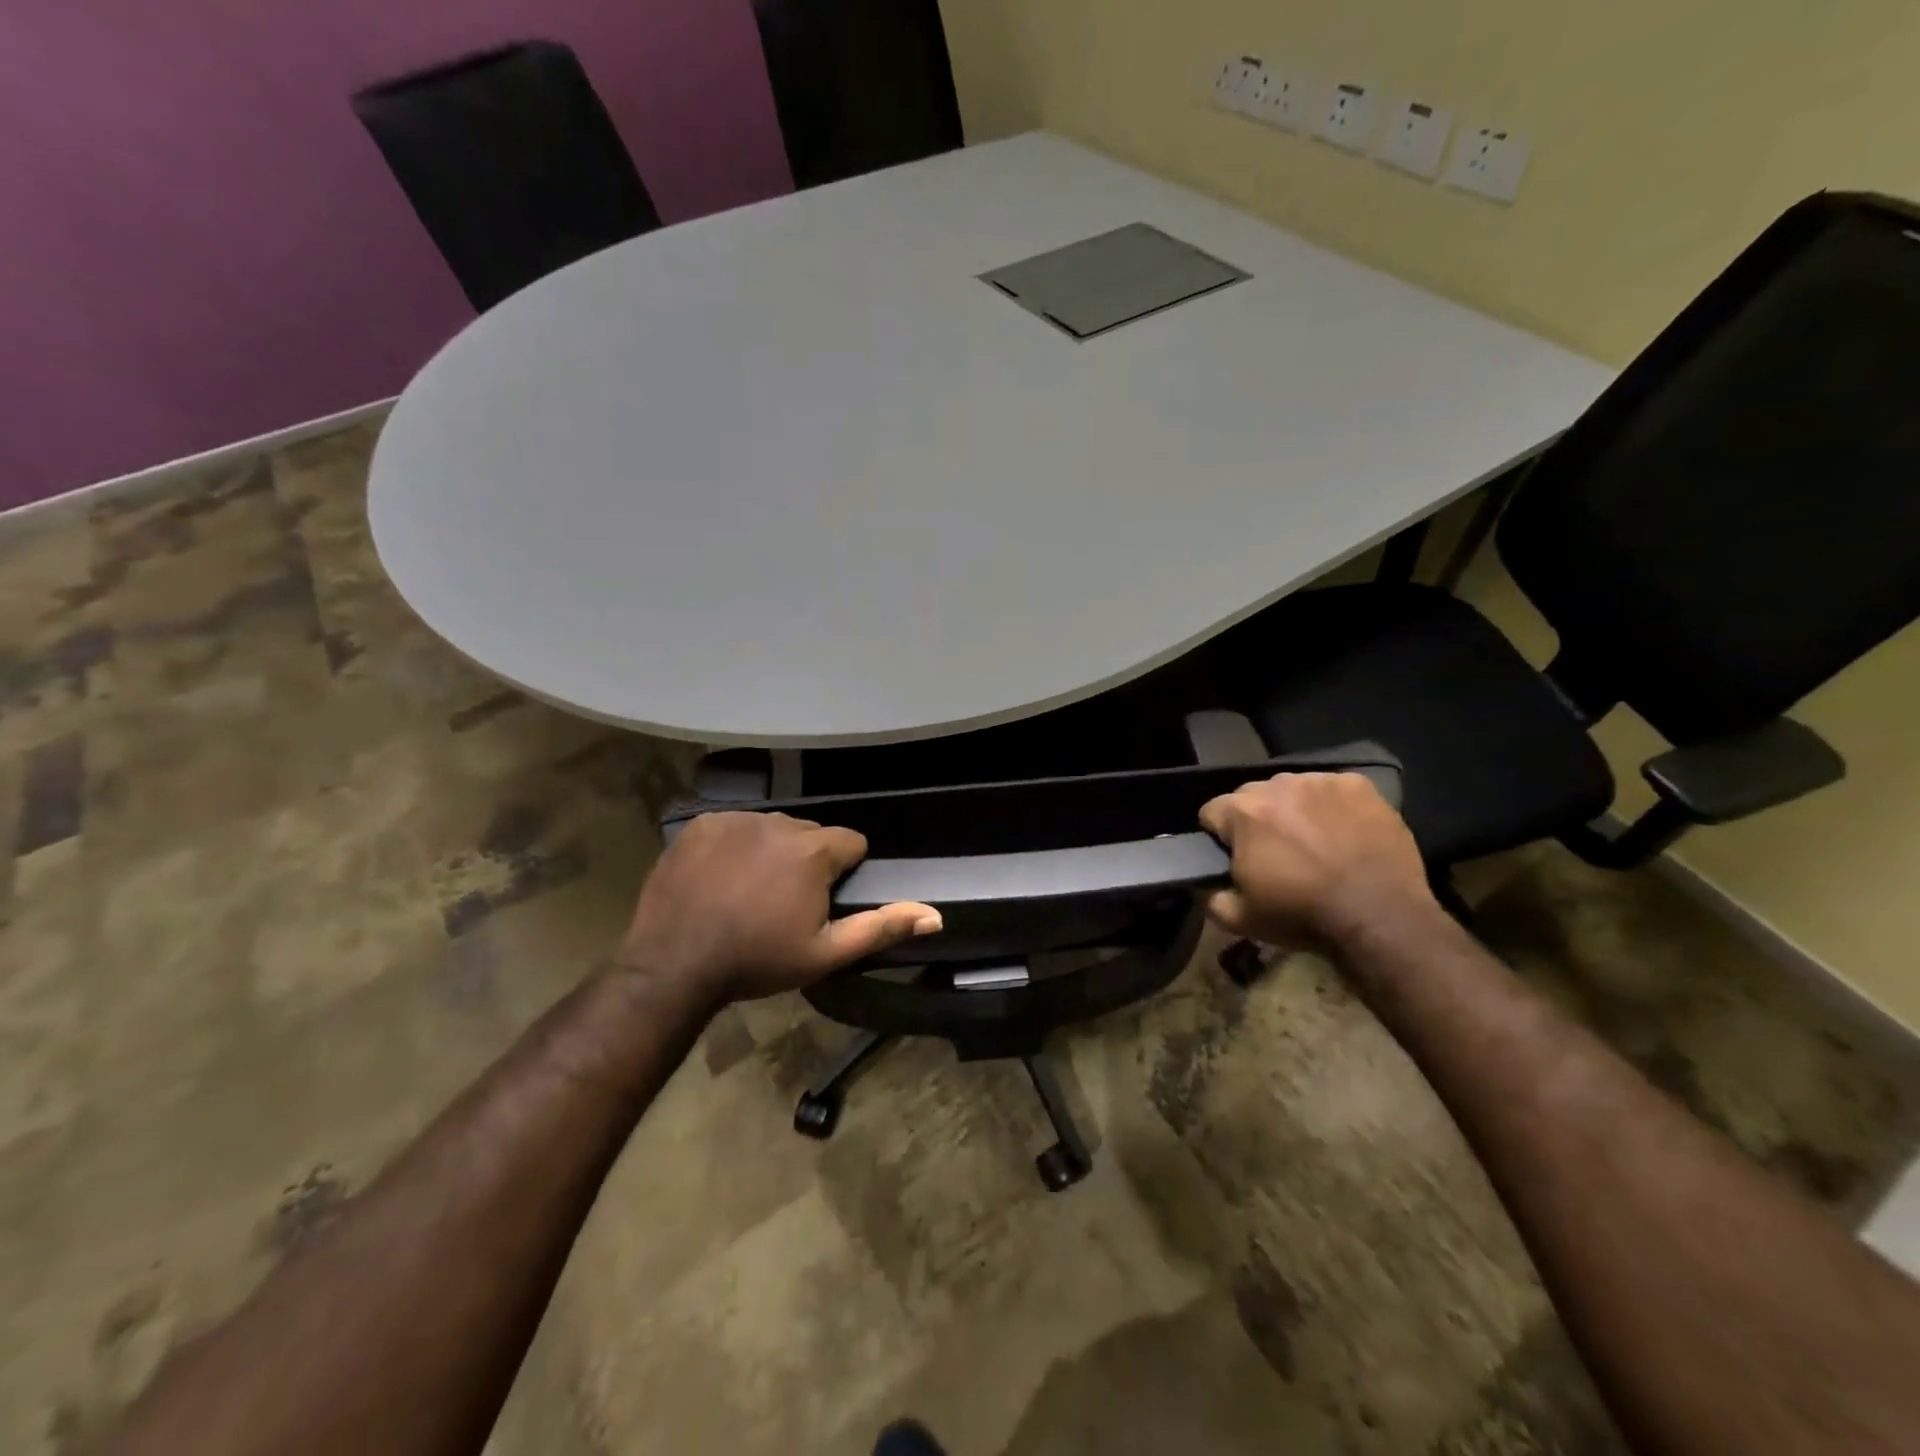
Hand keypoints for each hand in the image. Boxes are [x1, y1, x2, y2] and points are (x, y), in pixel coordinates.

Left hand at [617, 812, 941, 1002]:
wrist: (675, 964)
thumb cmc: (757, 960)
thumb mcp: (826, 953)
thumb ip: (882, 928)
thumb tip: (935, 914)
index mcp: (814, 849)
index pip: (850, 843)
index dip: (842, 872)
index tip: (822, 900)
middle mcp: (779, 822)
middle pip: (810, 834)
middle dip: (807, 860)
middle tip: (784, 902)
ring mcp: (736, 819)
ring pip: (772, 828)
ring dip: (772, 851)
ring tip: (750, 891)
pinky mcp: (701, 824)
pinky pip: (734, 826)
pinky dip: (735, 845)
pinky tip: (720, 877)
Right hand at [1199, 772, 1436, 950]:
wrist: (1380, 917)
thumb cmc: (1303, 915)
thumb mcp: (1240, 919)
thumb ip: (1212, 897)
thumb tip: (1208, 886)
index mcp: (1243, 811)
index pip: (1211, 812)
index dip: (1220, 838)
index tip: (1236, 859)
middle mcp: (1278, 785)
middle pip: (1252, 796)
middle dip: (1257, 820)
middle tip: (1276, 853)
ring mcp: (1321, 781)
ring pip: (1293, 789)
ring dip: (1294, 810)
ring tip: (1314, 842)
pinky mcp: (1359, 786)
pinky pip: (1333, 790)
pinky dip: (1332, 807)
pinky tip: (1344, 833)